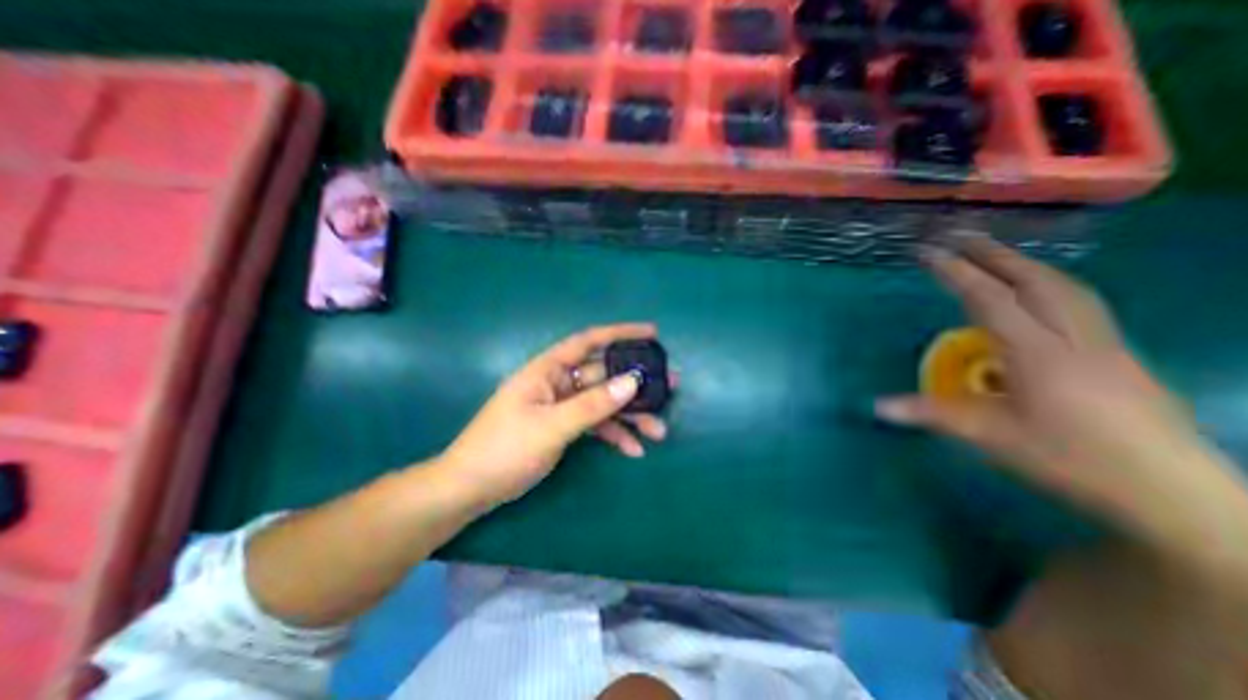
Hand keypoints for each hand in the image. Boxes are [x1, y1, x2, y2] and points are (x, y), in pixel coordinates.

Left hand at [437, 321, 673, 507]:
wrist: (471, 488)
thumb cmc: (504, 449)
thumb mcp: (552, 426)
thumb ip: (593, 404)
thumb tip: (633, 382)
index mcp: (548, 370)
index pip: (589, 341)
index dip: (621, 333)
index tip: (652, 334)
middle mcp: (558, 382)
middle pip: (604, 375)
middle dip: (636, 382)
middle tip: (670, 386)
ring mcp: (562, 405)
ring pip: (604, 402)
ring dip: (630, 415)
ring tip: (658, 430)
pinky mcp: (564, 426)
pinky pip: (595, 424)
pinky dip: (614, 434)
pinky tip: (633, 449)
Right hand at [871, 235, 1230, 529]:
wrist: (1172, 493)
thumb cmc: (1069, 460)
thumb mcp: (989, 437)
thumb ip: (930, 414)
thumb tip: (876, 406)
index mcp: (1037, 353)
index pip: (990, 299)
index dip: (956, 273)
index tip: (929, 252)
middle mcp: (1074, 338)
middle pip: (1036, 282)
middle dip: (995, 255)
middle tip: (962, 236)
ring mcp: (1104, 344)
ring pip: (1067, 288)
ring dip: (1027, 264)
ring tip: (998, 253)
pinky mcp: (1119, 355)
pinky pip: (1081, 303)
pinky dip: (1052, 284)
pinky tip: (1042, 291)